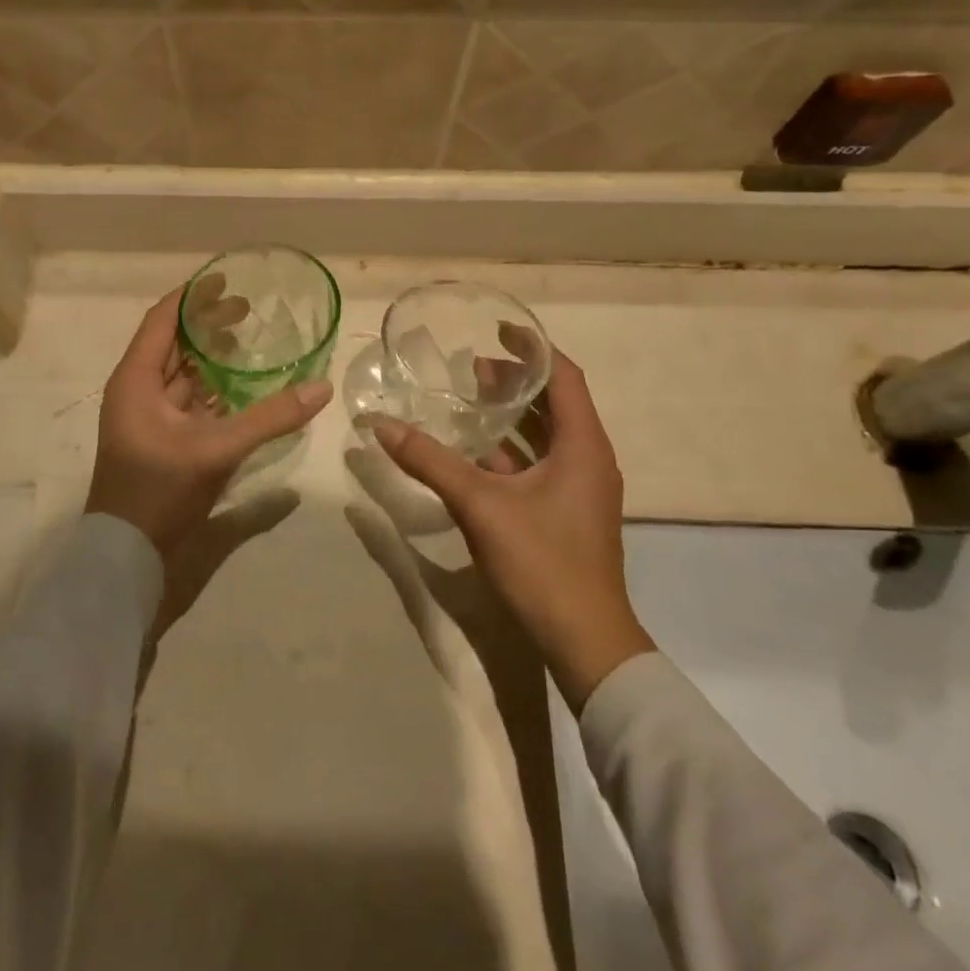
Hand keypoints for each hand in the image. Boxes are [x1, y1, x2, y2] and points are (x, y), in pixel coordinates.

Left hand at [87, 289, 331, 561]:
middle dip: (208, 324)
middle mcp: (137, 389)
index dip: (194, 296)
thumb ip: (270, 417)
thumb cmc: (160, 489)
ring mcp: (147, 416)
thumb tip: (322, 388)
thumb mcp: (218, 449)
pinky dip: (211, 388)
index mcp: (136, 379)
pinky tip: (240, 387)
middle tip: (248, 312)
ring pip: (180, 373)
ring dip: (210, 357)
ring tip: (248, 343)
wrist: (125, 553)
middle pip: (172, 342)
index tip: (227, 279)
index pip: (163, 319)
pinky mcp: (160, 438)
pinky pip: (187, 401)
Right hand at [367, 346, 652, 708]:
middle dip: (514, 381)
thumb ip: (430, 462)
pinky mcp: (566, 512)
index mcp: (583, 445)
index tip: (498, 328)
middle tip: (469, 368)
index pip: (563, 376)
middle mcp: (588, 459)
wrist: (585, 642)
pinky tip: (472, 451)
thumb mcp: (480, 505)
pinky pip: (538, 464)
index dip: (532, 347)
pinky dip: (509, 450)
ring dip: (510, 416)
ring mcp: (579, 488)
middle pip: (554, 402)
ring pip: (545, 436)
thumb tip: (381, 426)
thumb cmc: (542, 562)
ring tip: (468, 399)